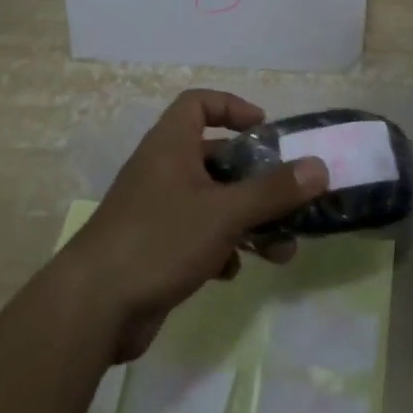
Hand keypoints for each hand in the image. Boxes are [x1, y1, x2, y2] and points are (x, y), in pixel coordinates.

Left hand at [52, 90, 328, 361]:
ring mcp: (155, 211)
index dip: (232, 107)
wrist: (93, 309)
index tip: (264, 128)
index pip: (198, 103)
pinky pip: (197, 235)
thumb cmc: (159, 239)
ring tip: (282, 248)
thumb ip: (274, 191)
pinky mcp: (153, 249)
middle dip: (255, 179)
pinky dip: (221, 247)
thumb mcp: (225, 212)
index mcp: (171, 145)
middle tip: (287, 196)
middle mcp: (162, 170)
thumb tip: (319, 167)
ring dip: (247, 220)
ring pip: (212, 202)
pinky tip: (235, 270)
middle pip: (215, 158)